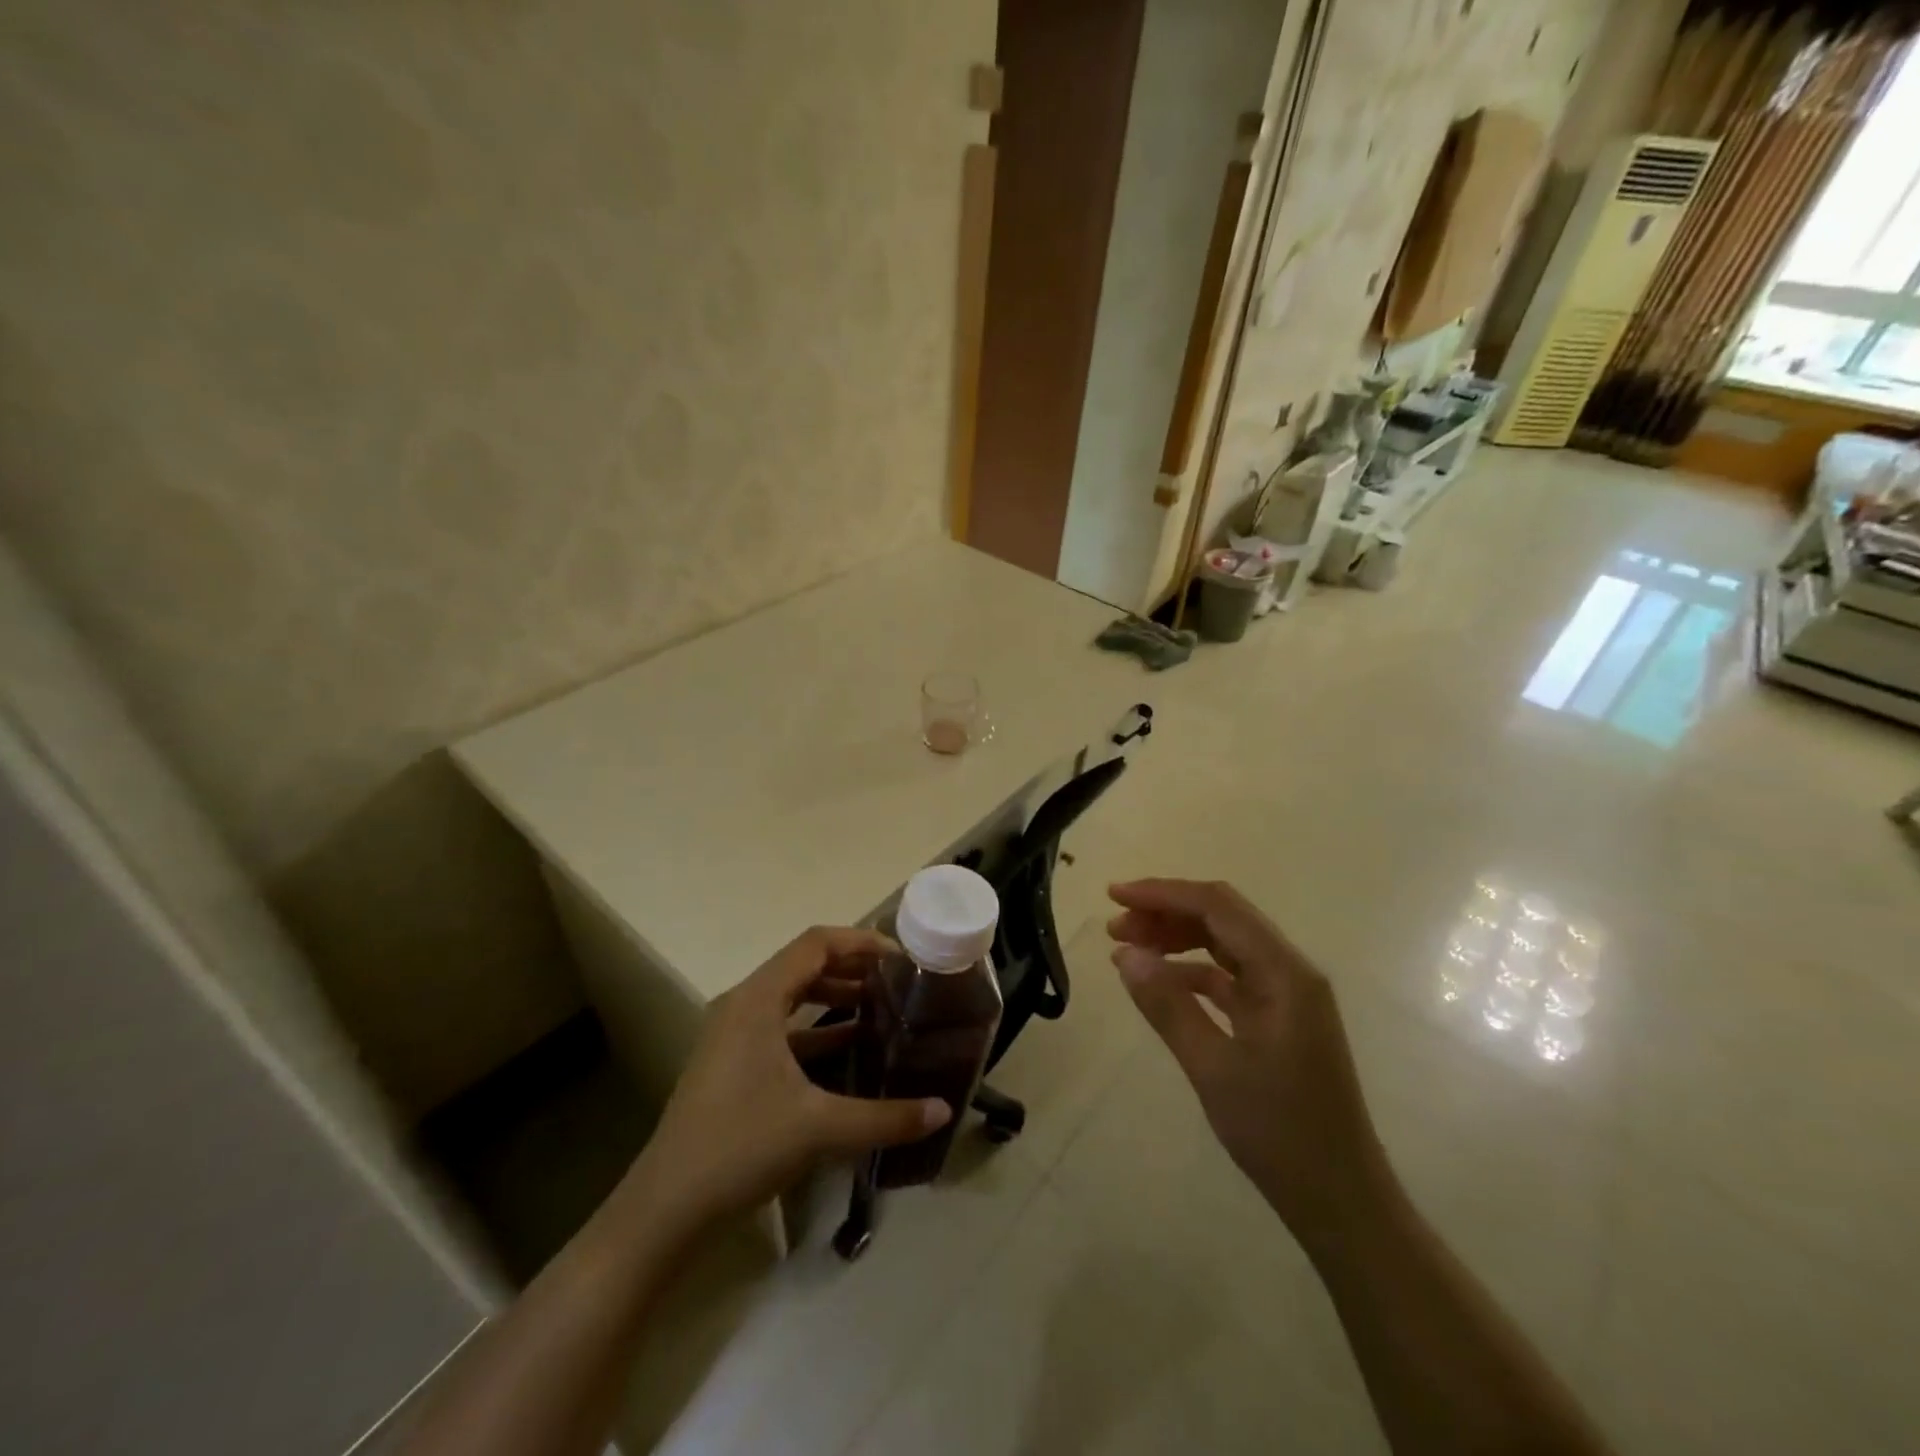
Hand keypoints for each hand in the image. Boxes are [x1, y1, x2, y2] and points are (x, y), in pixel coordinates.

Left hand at [633, 927, 949, 1231]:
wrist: (666, 1207)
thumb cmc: (741, 1146)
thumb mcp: (819, 1128)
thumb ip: (885, 1117)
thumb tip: (942, 1110)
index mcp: (758, 999)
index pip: (815, 944)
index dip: (860, 942)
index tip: (900, 957)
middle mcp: (744, 1004)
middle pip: (804, 964)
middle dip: (852, 967)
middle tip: (897, 980)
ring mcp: (733, 1034)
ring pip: (792, 997)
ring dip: (834, 996)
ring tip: (880, 1008)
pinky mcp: (732, 1062)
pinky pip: (781, 1027)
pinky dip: (816, 1029)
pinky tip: (849, 1050)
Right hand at [1107, 879, 1389, 1248]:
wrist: (1341, 1201)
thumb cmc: (1279, 1134)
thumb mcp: (1213, 1068)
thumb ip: (1167, 1005)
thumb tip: (1124, 954)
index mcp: (1284, 972)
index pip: (1218, 907)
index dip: (1163, 893)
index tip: (1114, 895)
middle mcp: (1290, 971)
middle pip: (1222, 918)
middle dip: (1166, 913)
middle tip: (1114, 927)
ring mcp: (1287, 995)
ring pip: (1224, 944)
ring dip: (1177, 938)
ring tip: (1128, 949)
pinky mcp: (1279, 1018)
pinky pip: (1230, 976)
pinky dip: (1192, 971)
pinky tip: (1160, 982)